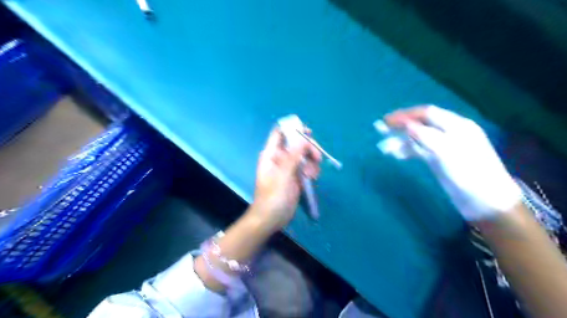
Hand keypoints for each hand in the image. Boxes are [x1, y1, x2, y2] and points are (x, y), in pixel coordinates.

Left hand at [249, 127, 320, 231]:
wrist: (271, 219)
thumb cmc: (273, 197)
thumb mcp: (283, 175)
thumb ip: (294, 156)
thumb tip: (304, 138)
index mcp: (271, 154)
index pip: (280, 133)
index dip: (292, 129)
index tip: (308, 132)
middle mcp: (280, 158)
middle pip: (297, 144)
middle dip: (308, 148)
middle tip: (317, 157)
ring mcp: (289, 168)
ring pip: (304, 156)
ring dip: (312, 162)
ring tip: (312, 175)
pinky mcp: (296, 177)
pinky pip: (307, 167)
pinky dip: (312, 170)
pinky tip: (312, 179)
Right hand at [386, 106, 522, 219]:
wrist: (485, 201)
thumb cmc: (469, 174)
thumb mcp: (446, 152)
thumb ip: (425, 136)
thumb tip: (405, 124)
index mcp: (456, 125)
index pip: (426, 113)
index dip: (406, 115)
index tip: (386, 120)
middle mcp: (449, 132)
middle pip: (420, 124)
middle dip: (400, 127)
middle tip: (380, 131)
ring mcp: (444, 146)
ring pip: (417, 138)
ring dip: (401, 141)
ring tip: (385, 149)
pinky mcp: (439, 159)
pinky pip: (419, 150)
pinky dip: (407, 151)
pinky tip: (397, 155)